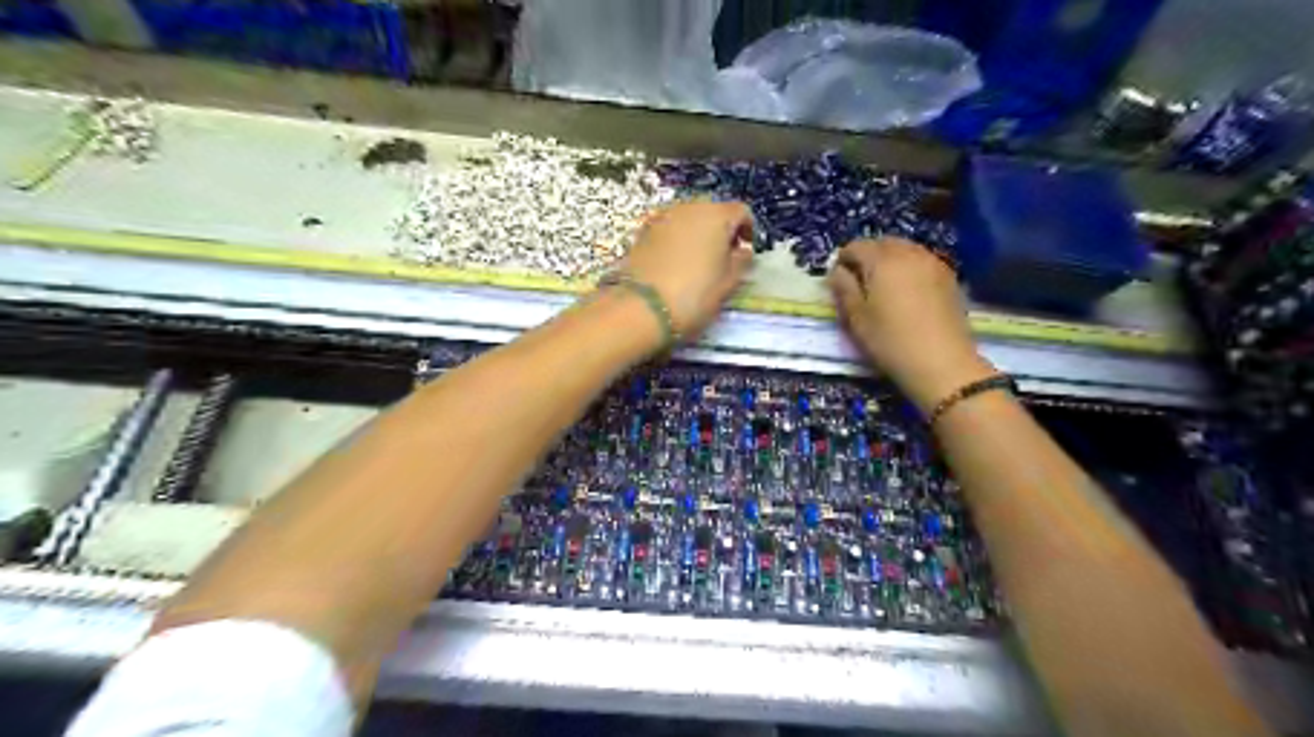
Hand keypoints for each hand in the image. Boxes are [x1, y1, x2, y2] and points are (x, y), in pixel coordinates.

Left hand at [622, 200, 753, 338]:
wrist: (643, 307)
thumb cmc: (695, 295)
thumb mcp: (729, 282)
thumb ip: (741, 261)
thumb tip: (743, 251)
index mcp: (716, 216)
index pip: (741, 211)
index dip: (747, 229)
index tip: (746, 248)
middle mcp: (690, 208)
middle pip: (713, 211)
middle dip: (721, 229)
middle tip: (723, 255)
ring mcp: (663, 217)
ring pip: (688, 218)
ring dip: (698, 233)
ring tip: (698, 260)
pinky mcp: (643, 231)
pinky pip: (669, 228)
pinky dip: (677, 239)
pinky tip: (675, 262)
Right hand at [829, 240, 996, 410]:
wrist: (942, 362)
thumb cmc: (890, 341)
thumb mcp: (856, 318)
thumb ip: (843, 288)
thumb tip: (838, 271)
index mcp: (882, 260)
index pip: (855, 246)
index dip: (843, 260)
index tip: (839, 282)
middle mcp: (909, 253)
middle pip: (882, 243)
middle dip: (868, 256)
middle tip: (861, 283)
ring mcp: (933, 262)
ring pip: (905, 249)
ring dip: (890, 261)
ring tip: (884, 287)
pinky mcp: (949, 276)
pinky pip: (922, 261)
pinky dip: (909, 268)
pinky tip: (908, 292)